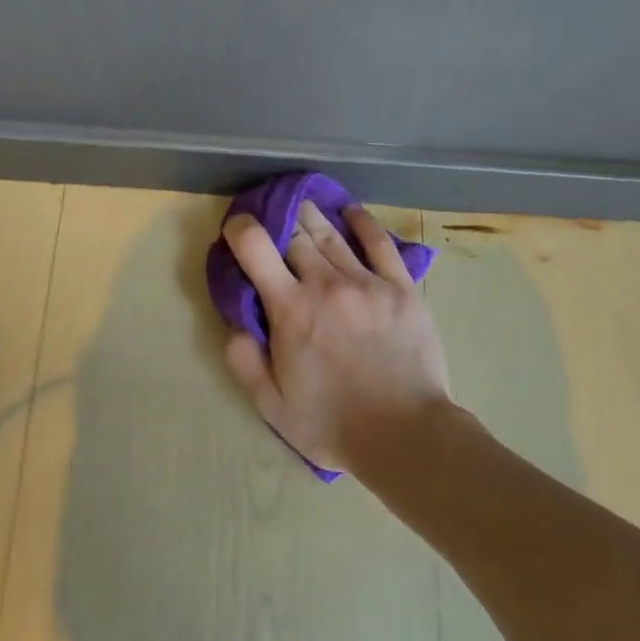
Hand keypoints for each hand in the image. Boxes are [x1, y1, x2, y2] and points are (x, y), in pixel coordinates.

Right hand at [220, 201, 450, 473]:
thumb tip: (234, 322)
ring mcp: (368, 282)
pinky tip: (351, 212)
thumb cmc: (332, 424)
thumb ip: (244, 360)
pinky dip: (363, 223)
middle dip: (279, 220)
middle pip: (296, 234)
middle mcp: (326, 284)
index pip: (256, 247)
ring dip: (313, 217)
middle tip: (273, 218)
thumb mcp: (272, 405)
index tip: (236, 228)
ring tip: (303, 206)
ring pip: (332, 235)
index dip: (241, 228)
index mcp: (290, 309)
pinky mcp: (402, 288)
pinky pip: (380, 243)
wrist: (405, 434)